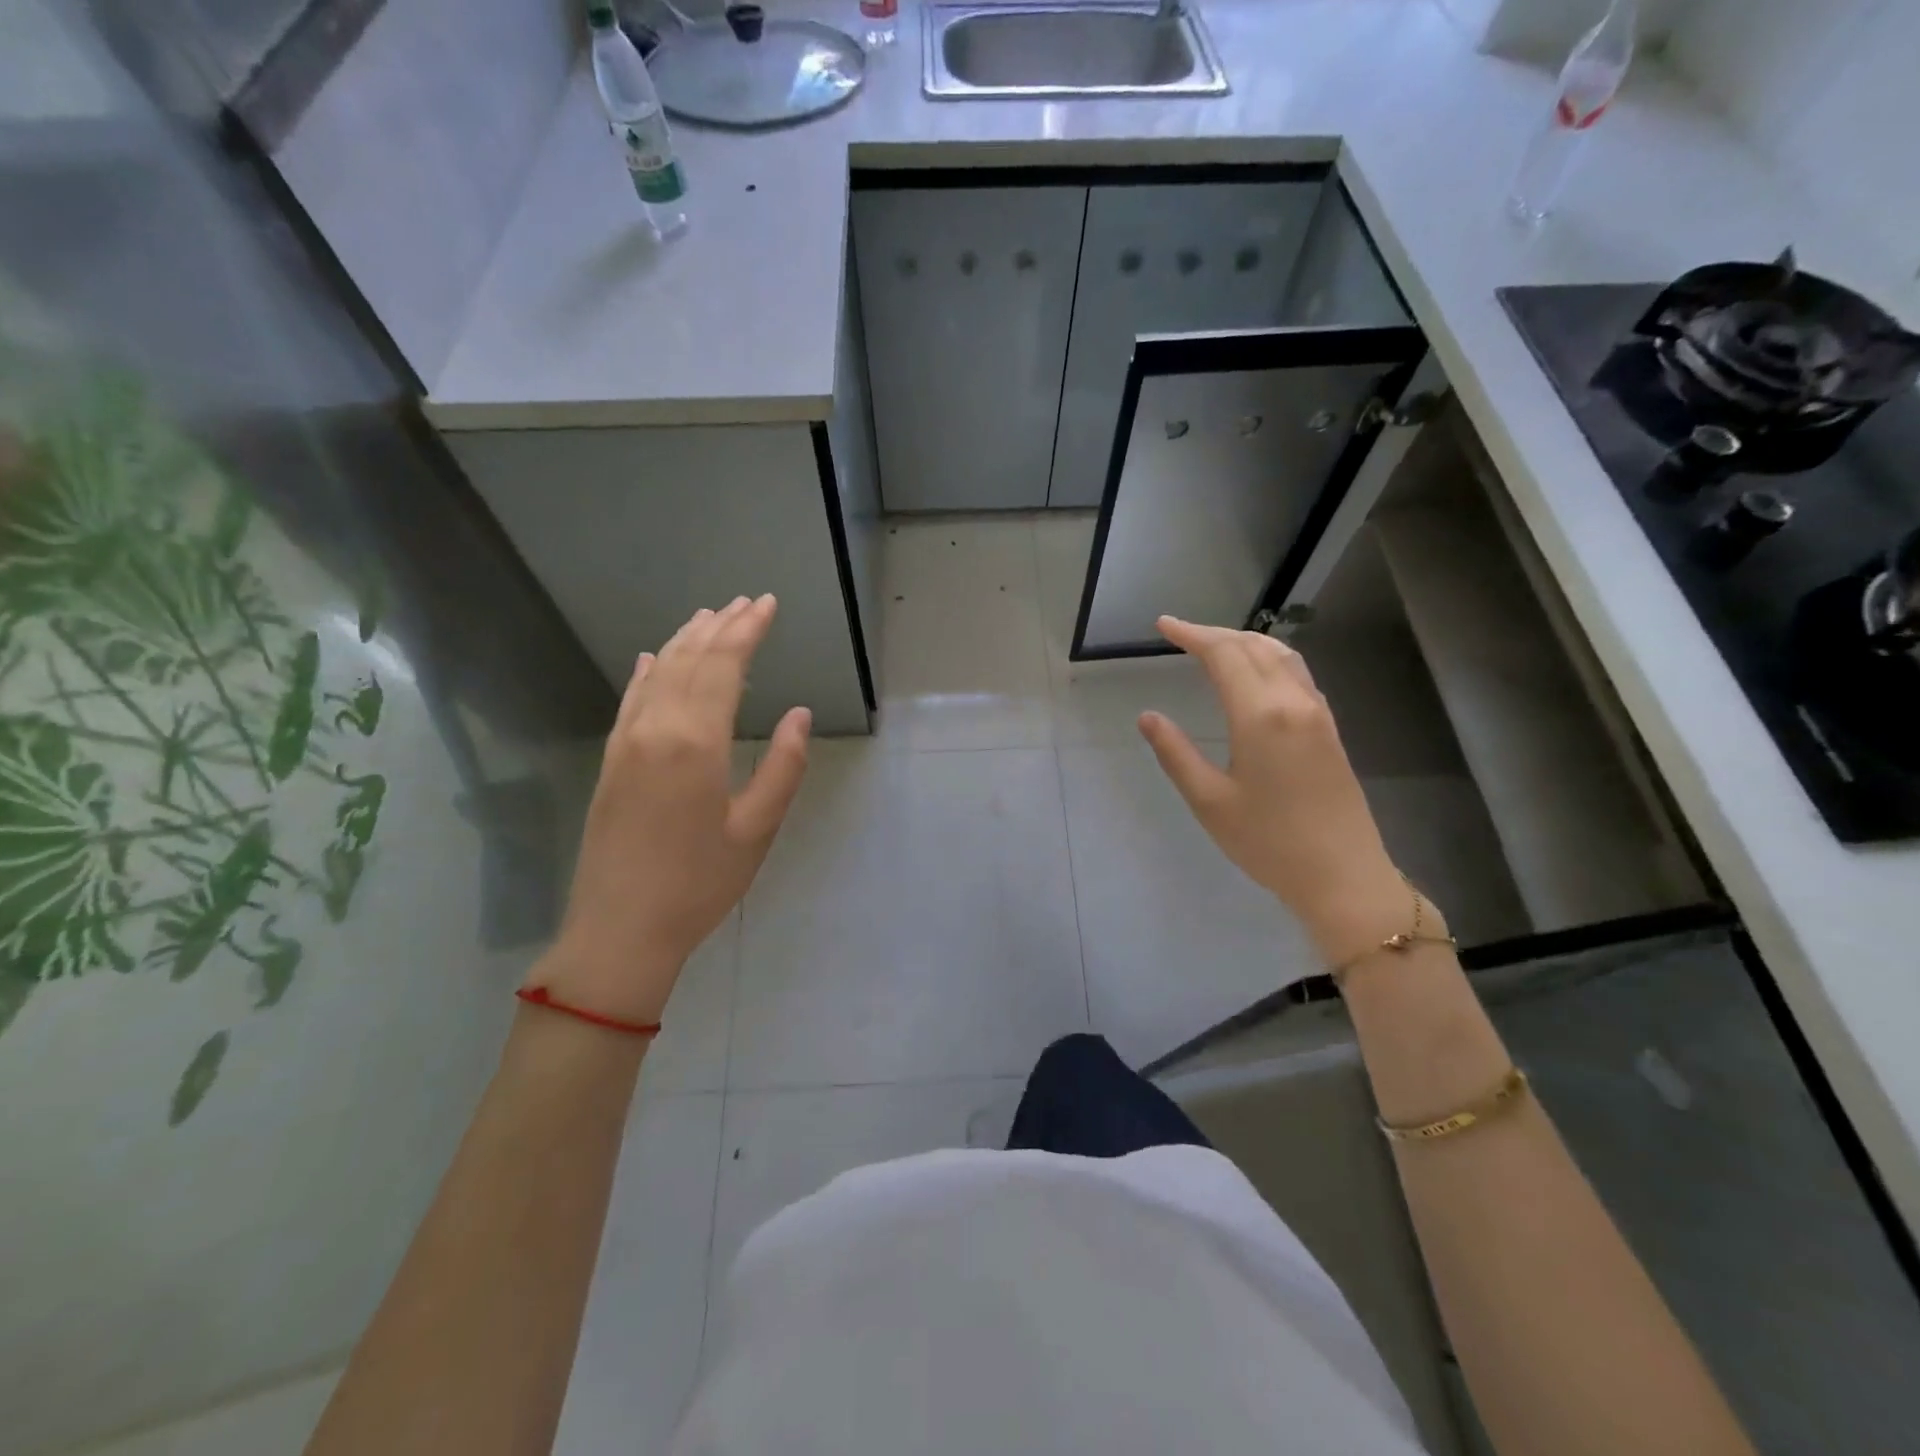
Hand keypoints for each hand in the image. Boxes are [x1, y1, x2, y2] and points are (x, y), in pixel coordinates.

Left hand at [532, 595, 810, 1024]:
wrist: (619, 931)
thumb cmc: (699, 885)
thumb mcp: (756, 830)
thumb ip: (783, 767)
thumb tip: (798, 714)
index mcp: (696, 743)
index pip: (724, 667)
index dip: (748, 631)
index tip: (768, 605)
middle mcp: (656, 729)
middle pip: (691, 661)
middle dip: (722, 627)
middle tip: (747, 602)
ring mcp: (626, 743)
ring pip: (658, 673)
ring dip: (687, 641)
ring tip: (710, 616)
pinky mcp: (610, 761)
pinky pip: (630, 700)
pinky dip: (647, 672)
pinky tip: (654, 657)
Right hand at [1137, 616, 1425, 966]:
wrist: (1343, 876)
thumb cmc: (1268, 842)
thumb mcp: (1209, 801)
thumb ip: (1176, 753)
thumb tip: (1148, 717)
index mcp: (1260, 715)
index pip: (1223, 655)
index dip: (1191, 635)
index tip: (1162, 625)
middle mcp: (1293, 702)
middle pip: (1253, 646)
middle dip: (1214, 633)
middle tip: (1180, 633)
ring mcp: (1317, 712)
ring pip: (1281, 655)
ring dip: (1245, 641)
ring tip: (1214, 644)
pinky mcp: (1329, 728)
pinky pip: (1297, 673)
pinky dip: (1268, 657)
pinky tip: (1256, 672)